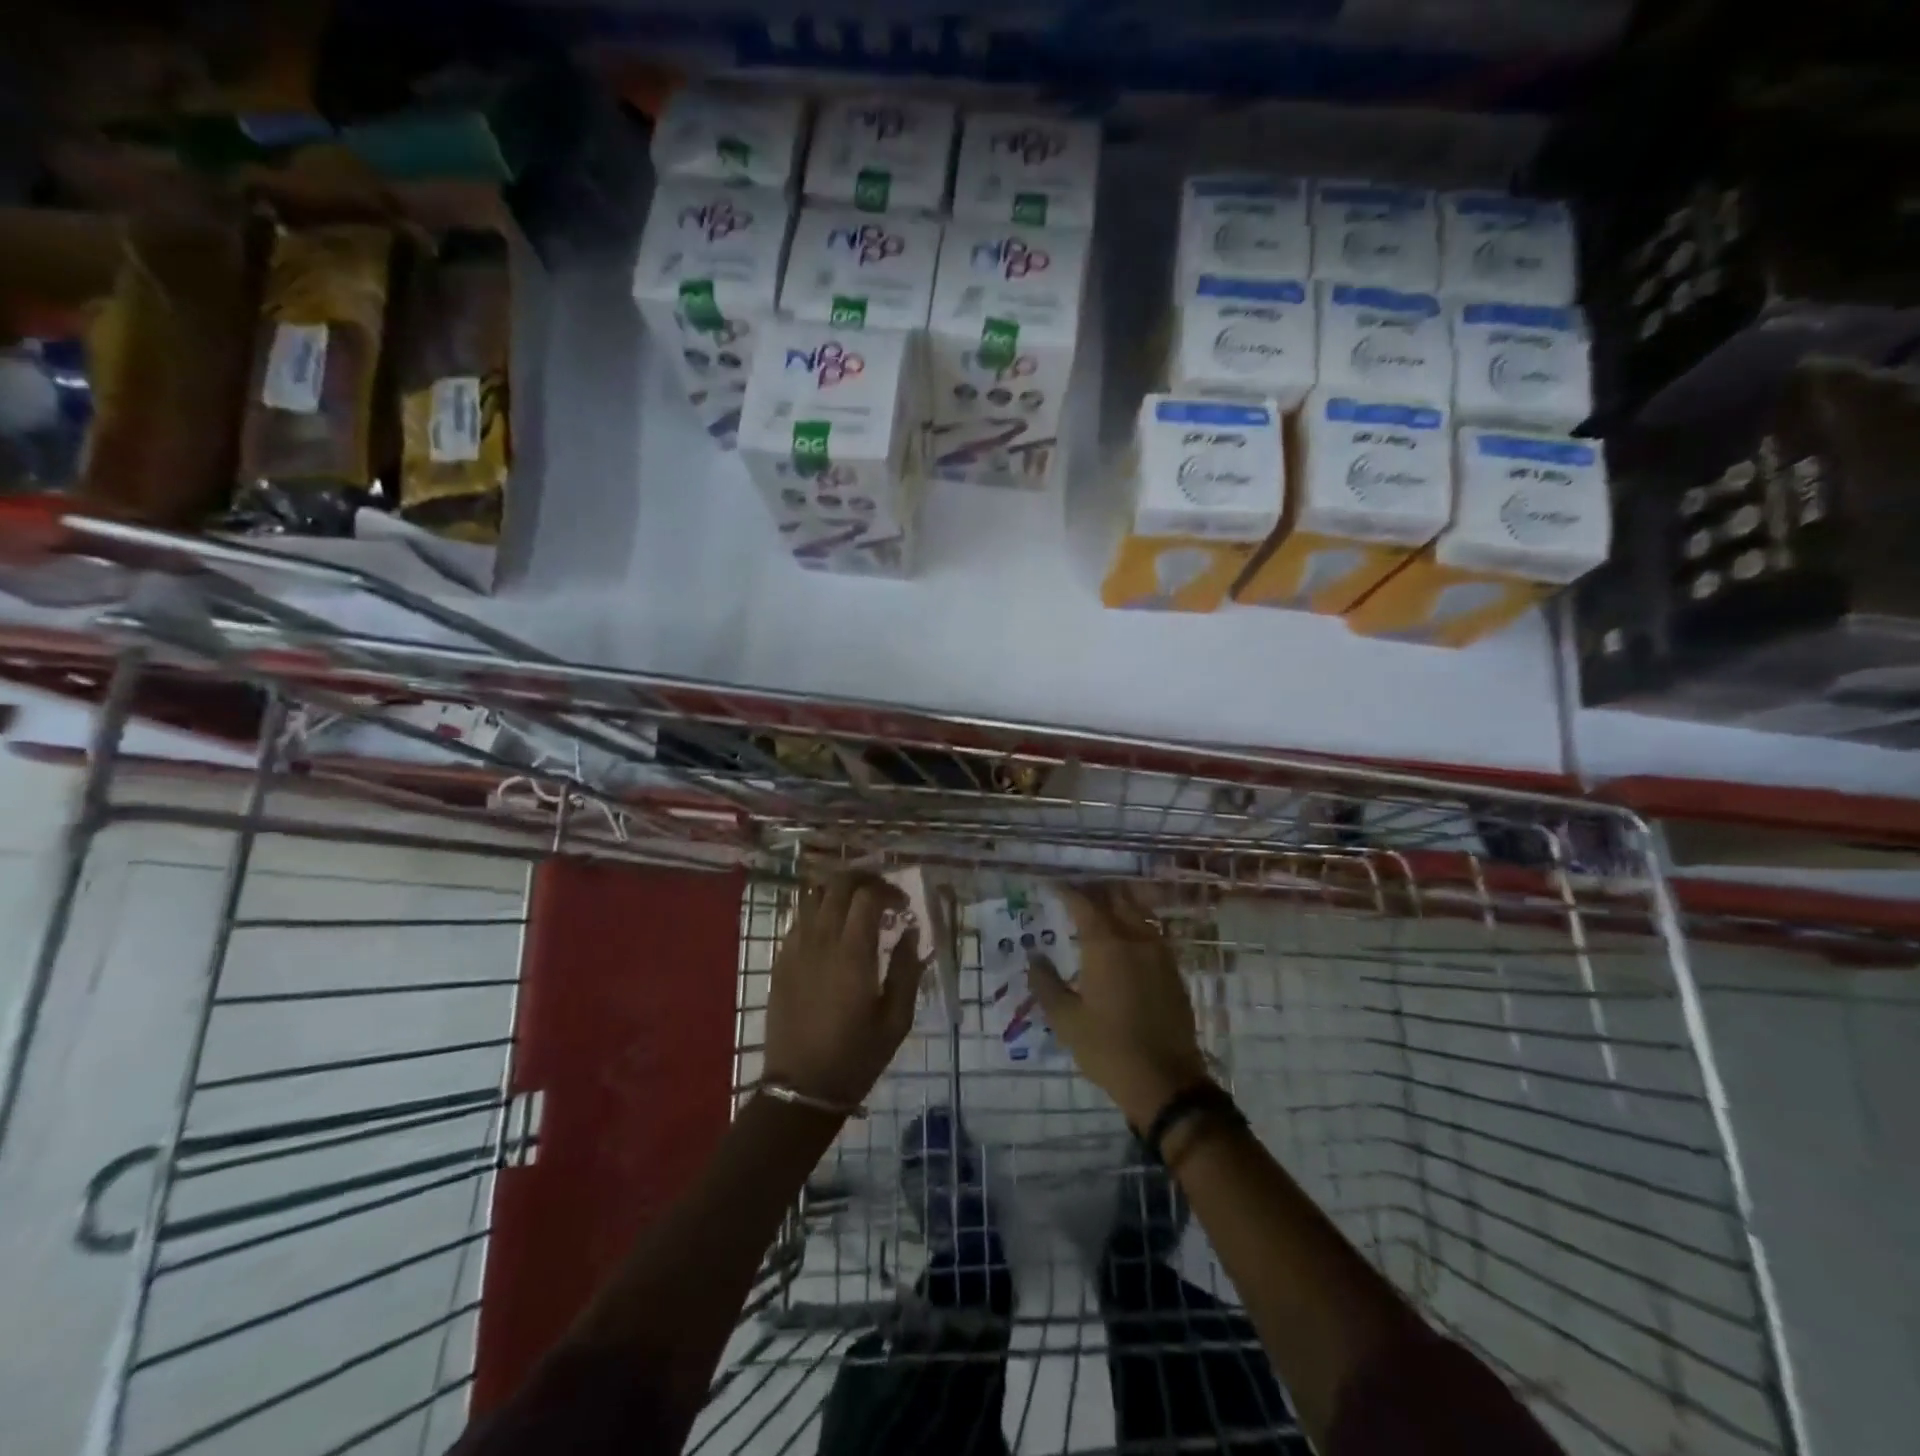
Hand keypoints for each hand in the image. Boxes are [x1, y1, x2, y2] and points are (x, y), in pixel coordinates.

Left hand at [763, 874, 921, 1111]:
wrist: (801, 1087)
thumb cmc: (856, 1055)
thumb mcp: (896, 1019)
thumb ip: (906, 969)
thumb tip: (910, 931)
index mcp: (852, 953)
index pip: (867, 895)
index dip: (888, 890)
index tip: (903, 906)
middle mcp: (821, 940)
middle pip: (838, 883)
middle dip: (864, 879)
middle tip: (882, 894)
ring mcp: (796, 947)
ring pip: (812, 894)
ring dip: (838, 889)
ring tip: (856, 904)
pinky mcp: (781, 959)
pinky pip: (798, 917)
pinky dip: (818, 910)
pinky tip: (832, 929)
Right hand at [1027, 884, 1211, 1127]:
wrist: (1167, 1082)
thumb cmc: (1108, 1049)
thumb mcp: (1066, 1021)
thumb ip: (1046, 983)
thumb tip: (1035, 957)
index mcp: (1106, 945)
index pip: (1084, 902)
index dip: (1066, 890)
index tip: (1051, 886)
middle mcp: (1135, 938)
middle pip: (1115, 897)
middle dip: (1094, 889)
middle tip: (1074, 892)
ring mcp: (1159, 952)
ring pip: (1138, 910)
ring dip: (1118, 901)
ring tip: (1099, 907)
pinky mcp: (1173, 969)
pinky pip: (1152, 930)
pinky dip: (1136, 921)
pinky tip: (1125, 936)